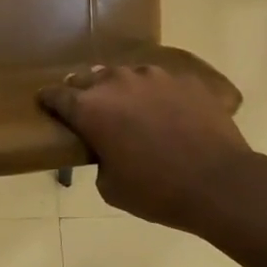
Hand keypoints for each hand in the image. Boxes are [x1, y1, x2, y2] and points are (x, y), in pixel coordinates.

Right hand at [38, 65, 255, 231]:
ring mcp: (154, 76)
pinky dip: (157, 94)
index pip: (57, 95)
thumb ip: (99, 159)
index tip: (46, 104)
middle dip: (83, 91)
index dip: (48, 100)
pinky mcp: (185, 80)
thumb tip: (106, 149)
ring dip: (121, 89)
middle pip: (89, 78)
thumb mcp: (111, 188)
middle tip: (87, 107)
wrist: (220, 183)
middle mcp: (117, 82)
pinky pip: (162, 82)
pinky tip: (167, 111)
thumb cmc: (157, 191)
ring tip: (129, 106)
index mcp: (91, 108)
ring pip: (126, 75)